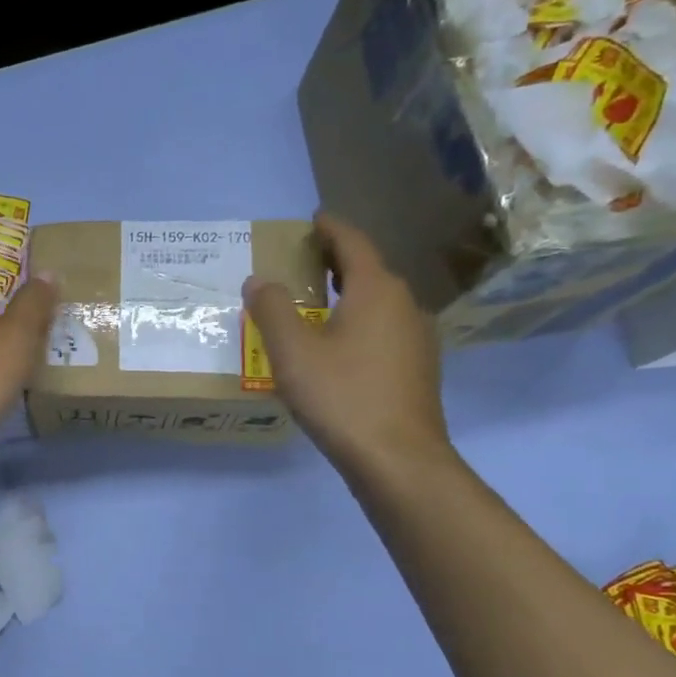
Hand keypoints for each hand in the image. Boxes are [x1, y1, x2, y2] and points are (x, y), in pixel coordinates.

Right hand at [242, 212, 450, 482]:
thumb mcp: (292, 351)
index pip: (353, 243)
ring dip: (347, 294)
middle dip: (337, 261)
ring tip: (315, 302)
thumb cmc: (341, 396)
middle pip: (369, 270)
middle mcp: (404, 305)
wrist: (397, 458)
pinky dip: (357, 322)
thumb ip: (272, 309)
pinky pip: (382, 330)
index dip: (331, 228)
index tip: (314, 217)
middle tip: (304, 259)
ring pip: (377, 302)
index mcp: (376, 290)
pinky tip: (337, 346)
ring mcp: (416, 338)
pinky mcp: (416, 368)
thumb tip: (259, 281)